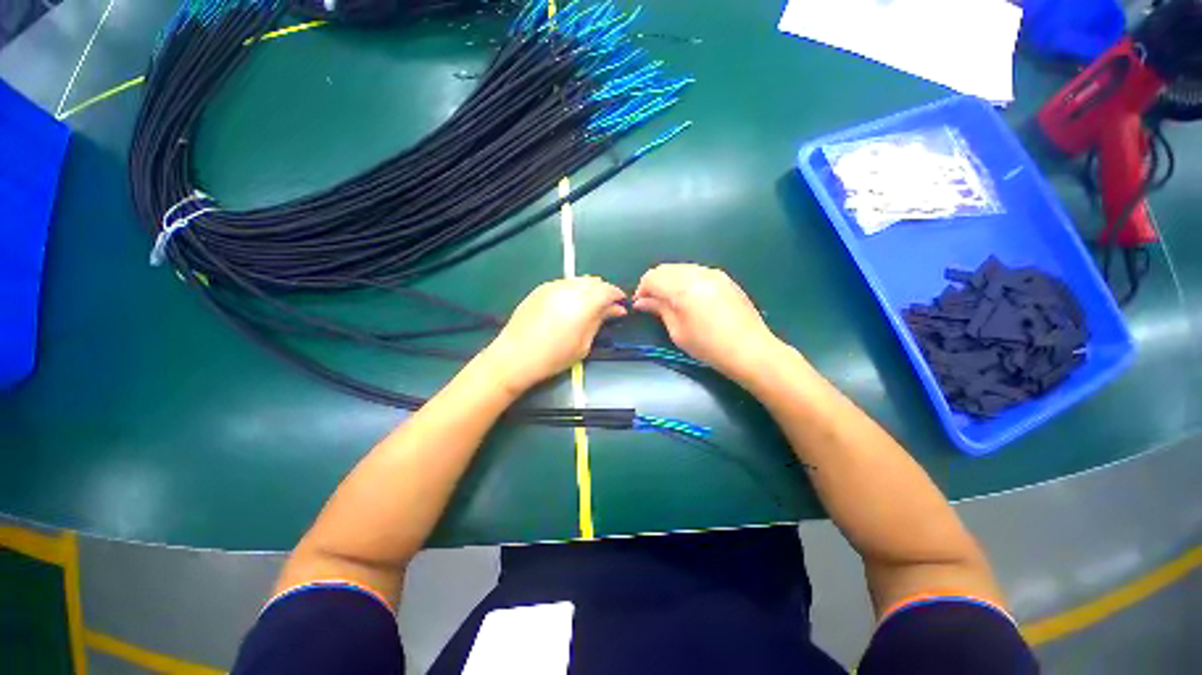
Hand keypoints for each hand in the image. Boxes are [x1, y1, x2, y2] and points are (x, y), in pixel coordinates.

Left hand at [481, 277, 626, 395]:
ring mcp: (552, 286)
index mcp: (583, 303)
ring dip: (589, 289)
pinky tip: (570, 305)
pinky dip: (573, 290)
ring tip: (588, 306)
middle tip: (606, 308)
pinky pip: (564, 283)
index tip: (621, 305)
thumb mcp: (583, 344)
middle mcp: (569, 288)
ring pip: (579, 280)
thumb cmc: (554, 357)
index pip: (607, 290)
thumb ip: (600, 321)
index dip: (617, 296)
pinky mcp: (540, 289)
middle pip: (594, 281)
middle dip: (604, 291)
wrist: (515, 356)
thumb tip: (615, 309)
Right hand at [634, 264, 781, 380]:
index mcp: (682, 288)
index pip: (652, 277)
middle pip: (665, 269)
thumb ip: (659, 310)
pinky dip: (686, 280)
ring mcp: (713, 273)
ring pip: (681, 268)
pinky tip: (690, 298)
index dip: (642, 289)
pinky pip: (696, 271)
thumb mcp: (677, 331)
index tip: (641, 305)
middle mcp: (697, 273)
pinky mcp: (724, 278)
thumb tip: (642, 301)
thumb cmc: (708, 345)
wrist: (750, 349)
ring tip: (671, 301)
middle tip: (653, 303)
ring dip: (670, 281)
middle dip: (655, 283)